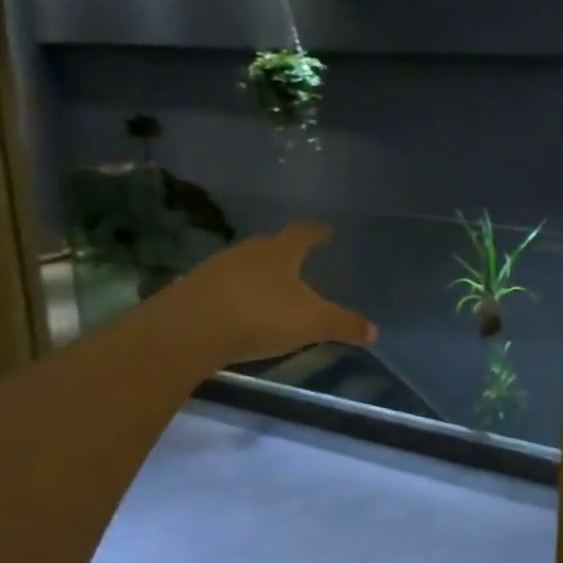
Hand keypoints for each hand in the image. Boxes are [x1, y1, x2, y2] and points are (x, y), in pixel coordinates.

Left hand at [167, 223, 376, 364]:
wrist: (188, 330)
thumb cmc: (259, 316)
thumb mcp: (311, 323)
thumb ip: (343, 324)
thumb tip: (374, 331)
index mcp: (279, 252)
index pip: (303, 233)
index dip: (317, 232)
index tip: (327, 231)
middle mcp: (247, 251)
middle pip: (271, 246)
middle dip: (286, 254)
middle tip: (300, 263)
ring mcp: (216, 268)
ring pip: (245, 265)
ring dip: (258, 274)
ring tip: (271, 289)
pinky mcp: (193, 290)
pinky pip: (223, 286)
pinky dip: (236, 294)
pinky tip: (240, 311)